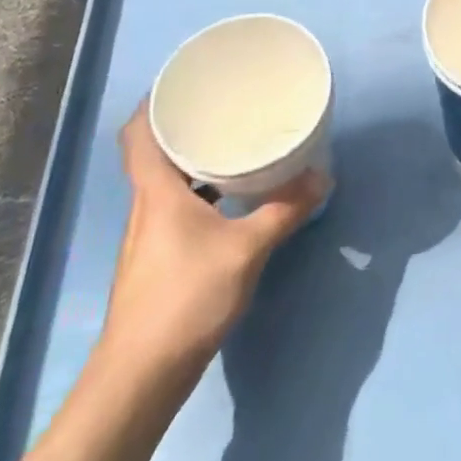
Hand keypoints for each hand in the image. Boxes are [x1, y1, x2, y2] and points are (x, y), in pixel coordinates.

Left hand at [101, 106, 325, 377]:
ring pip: (167, 182)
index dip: (153, 103)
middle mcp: (146, 207)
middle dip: (184, 127)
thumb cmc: (186, 299)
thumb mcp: (247, 249)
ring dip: (193, 162)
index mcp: (157, 192)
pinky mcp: (157, 259)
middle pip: (154, 153)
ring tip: (232, 145)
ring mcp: (148, 236)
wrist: (140, 378)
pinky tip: (230, 200)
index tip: (183, 82)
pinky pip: (177, 207)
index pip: (139, 134)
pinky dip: (199, 193)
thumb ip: (284, 210)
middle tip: (223, 106)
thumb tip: (321, 176)